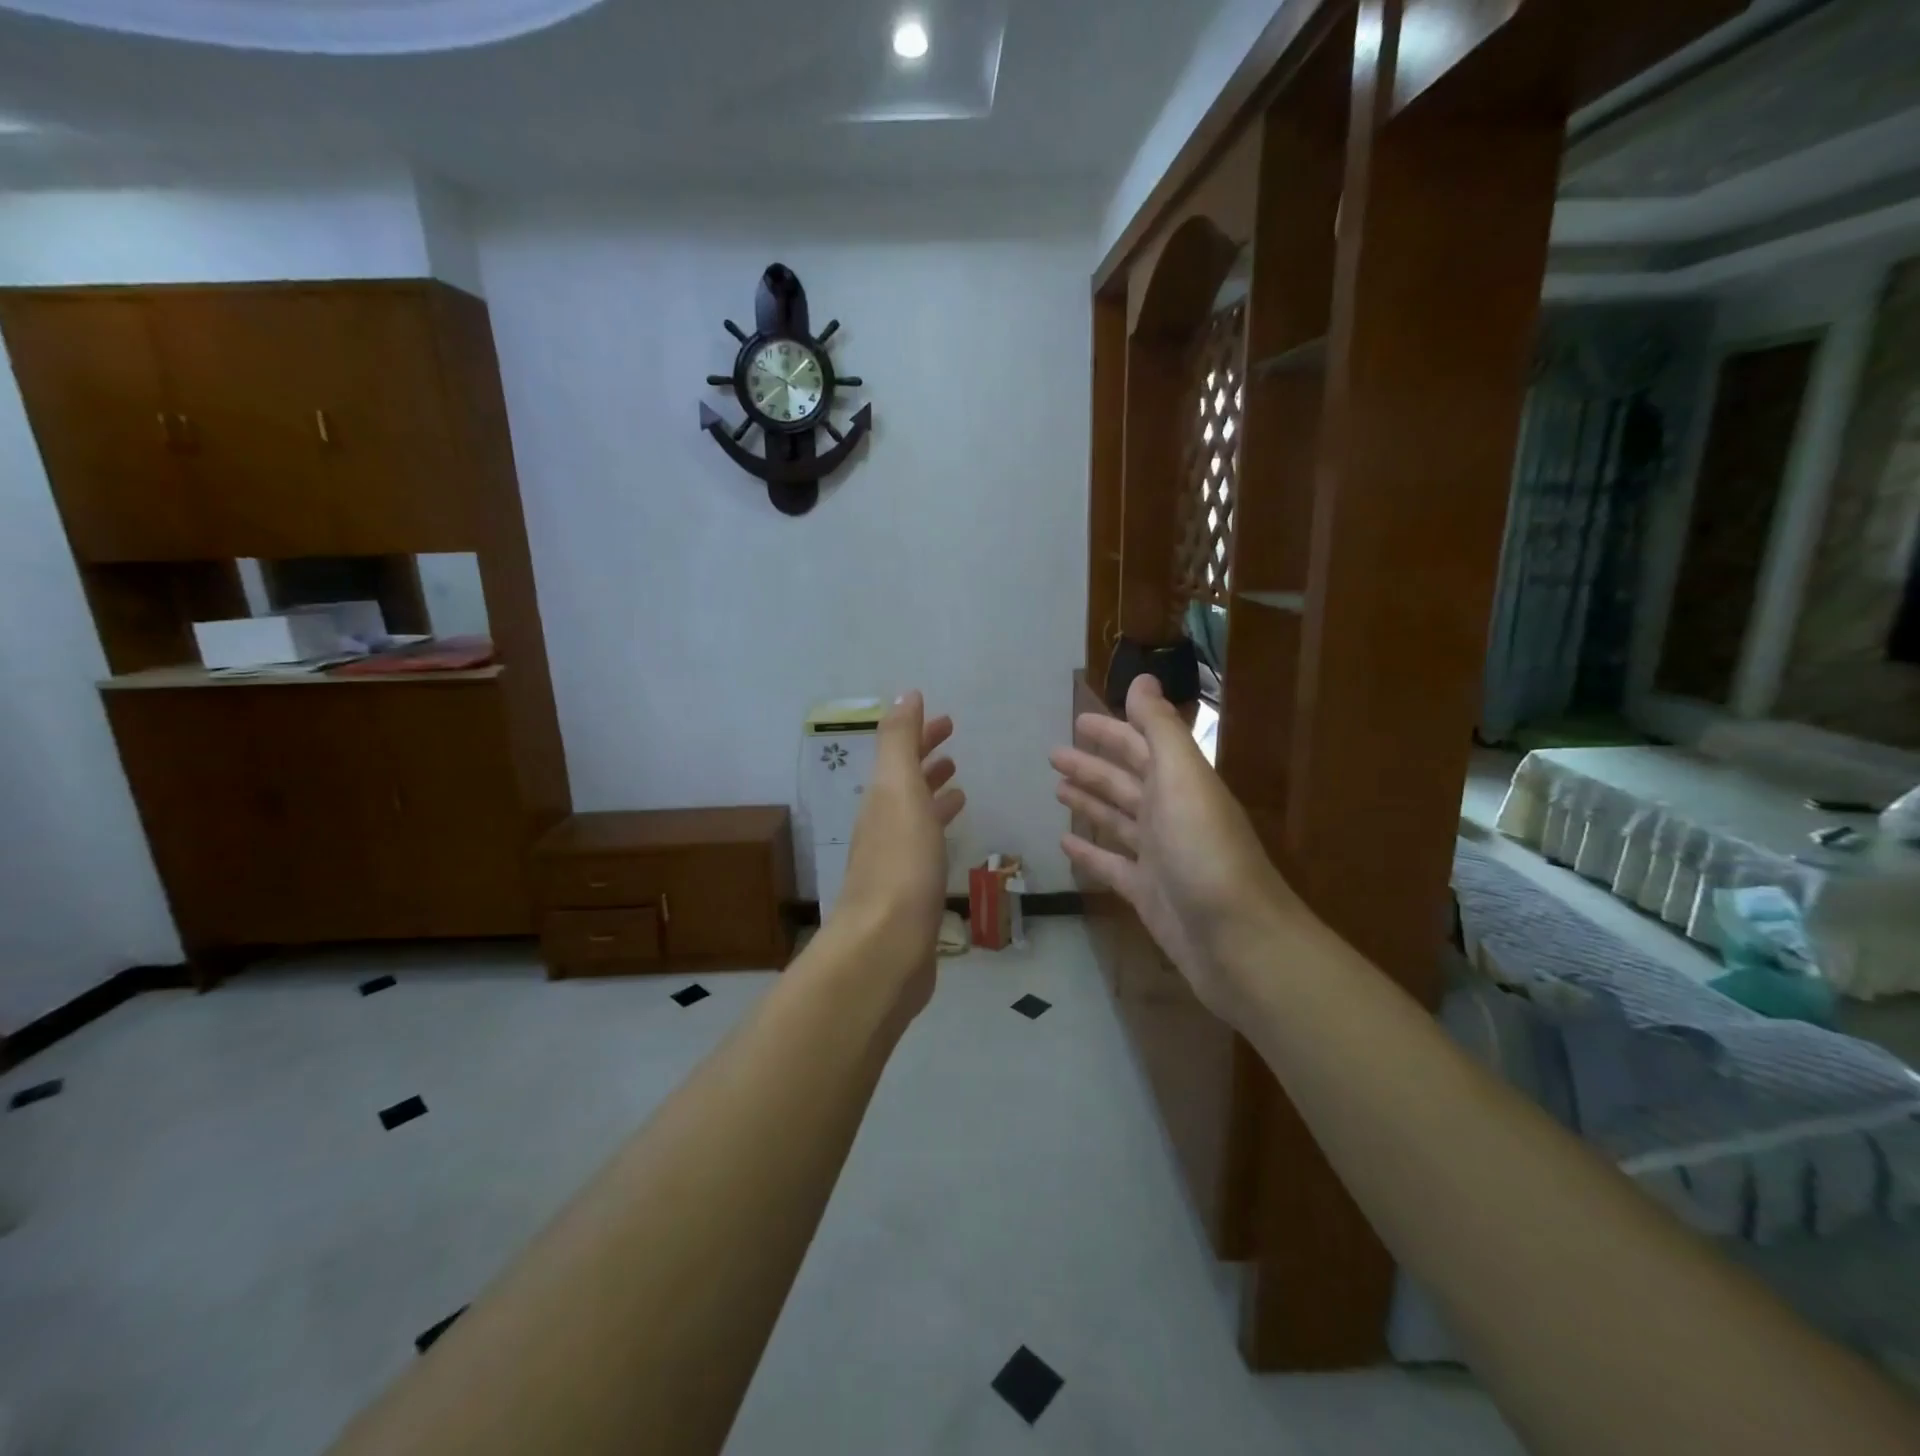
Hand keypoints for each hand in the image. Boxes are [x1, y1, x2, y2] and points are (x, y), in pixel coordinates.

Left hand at [831, 693, 965, 1003]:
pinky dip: (939, 833)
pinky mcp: (911, 894)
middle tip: (952, 743)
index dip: (919, 733)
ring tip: (960, 785)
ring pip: (916, 816)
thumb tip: (905, 693)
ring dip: (933, 795)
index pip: (899, 754)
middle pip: (905, 783)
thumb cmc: (900, 865)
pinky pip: (927, 850)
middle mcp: (883, 826)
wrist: (885, 948)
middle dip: (925, 759)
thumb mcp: (898, 791)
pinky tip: (952, 840)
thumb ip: (900, 742)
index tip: (946, 719)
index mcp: (881, 800)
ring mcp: (895, 862)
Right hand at [1051, 675, 1299, 1020]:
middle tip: (1053, 754)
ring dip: (1089, 802)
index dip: (1112, 731)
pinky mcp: (1146, 893)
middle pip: (1125, 781)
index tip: (1079, 720)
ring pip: (1116, 819)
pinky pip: (1111, 864)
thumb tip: (1143, 678)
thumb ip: (1160, 728)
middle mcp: (1170, 814)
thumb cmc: (1205, 851)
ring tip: (1056, 788)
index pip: (1142, 746)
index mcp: (1180, 783)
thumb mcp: (1182, 778)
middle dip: (1092, 765)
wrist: (1237, 941)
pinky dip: (1090, 852)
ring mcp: (1158, 856)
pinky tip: (1064, 843)